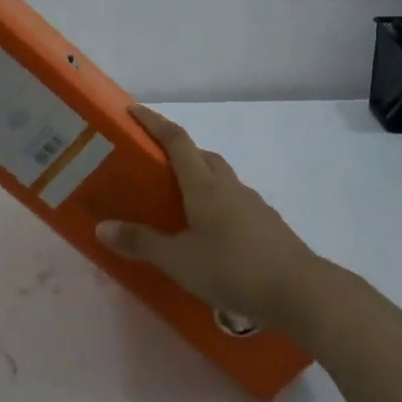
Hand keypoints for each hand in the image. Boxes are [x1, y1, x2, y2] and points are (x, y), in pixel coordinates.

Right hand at [95, 105, 326, 334]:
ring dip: (199, 180)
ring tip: (178, 206)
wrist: (299, 291)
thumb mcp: (178, 260)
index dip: (154, 122)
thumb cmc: (233, 268)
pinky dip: (216, 206)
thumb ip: (141, 243)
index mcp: (204, 185)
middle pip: (201, 156)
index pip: (176, 140)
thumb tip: (102, 228)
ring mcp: (252, 204)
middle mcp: (229, 186)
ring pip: (220, 179)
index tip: (133, 111)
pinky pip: (234, 203)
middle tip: (153, 167)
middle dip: (177, 152)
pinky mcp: (266, 224)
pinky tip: (209, 235)